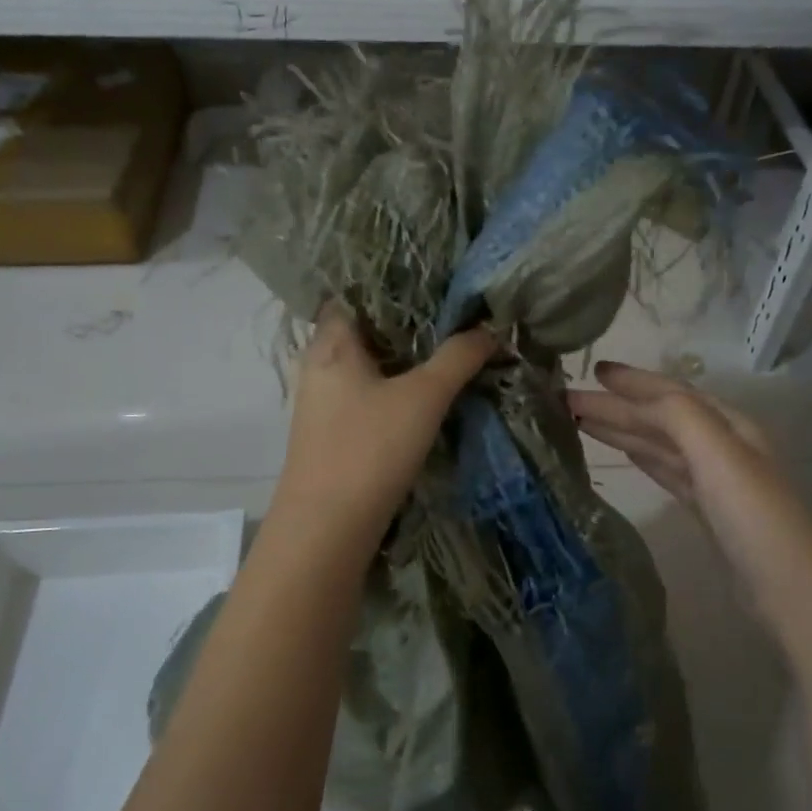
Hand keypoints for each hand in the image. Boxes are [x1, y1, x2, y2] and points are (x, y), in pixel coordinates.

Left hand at [272, 305, 497, 558]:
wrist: (327, 530)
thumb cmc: (368, 449)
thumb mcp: (423, 397)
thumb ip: (458, 357)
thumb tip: (490, 327)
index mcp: (332, 342)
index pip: (357, 291)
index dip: (395, 281)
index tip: (437, 280)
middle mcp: (321, 364)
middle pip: (368, 329)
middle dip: (411, 323)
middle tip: (458, 313)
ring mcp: (325, 401)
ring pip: (371, 364)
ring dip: (407, 358)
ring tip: (453, 347)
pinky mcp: (335, 432)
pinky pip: (370, 393)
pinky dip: (398, 387)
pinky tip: (430, 393)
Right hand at [566, 361, 810, 623]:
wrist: (792, 590)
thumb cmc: (754, 516)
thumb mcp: (719, 454)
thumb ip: (678, 416)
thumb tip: (634, 397)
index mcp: (729, 425)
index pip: (672, 393)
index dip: (633, 381)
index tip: (594, 369)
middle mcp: (722, 446)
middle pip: (661, 419)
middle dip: (617, 406)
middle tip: (569, 399)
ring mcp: (715, 481)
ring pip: (660, 445)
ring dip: (624, 431)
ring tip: (582, 423)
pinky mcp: (707, 512)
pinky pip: (666, 473)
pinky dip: (644, 459)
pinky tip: (626, 456)